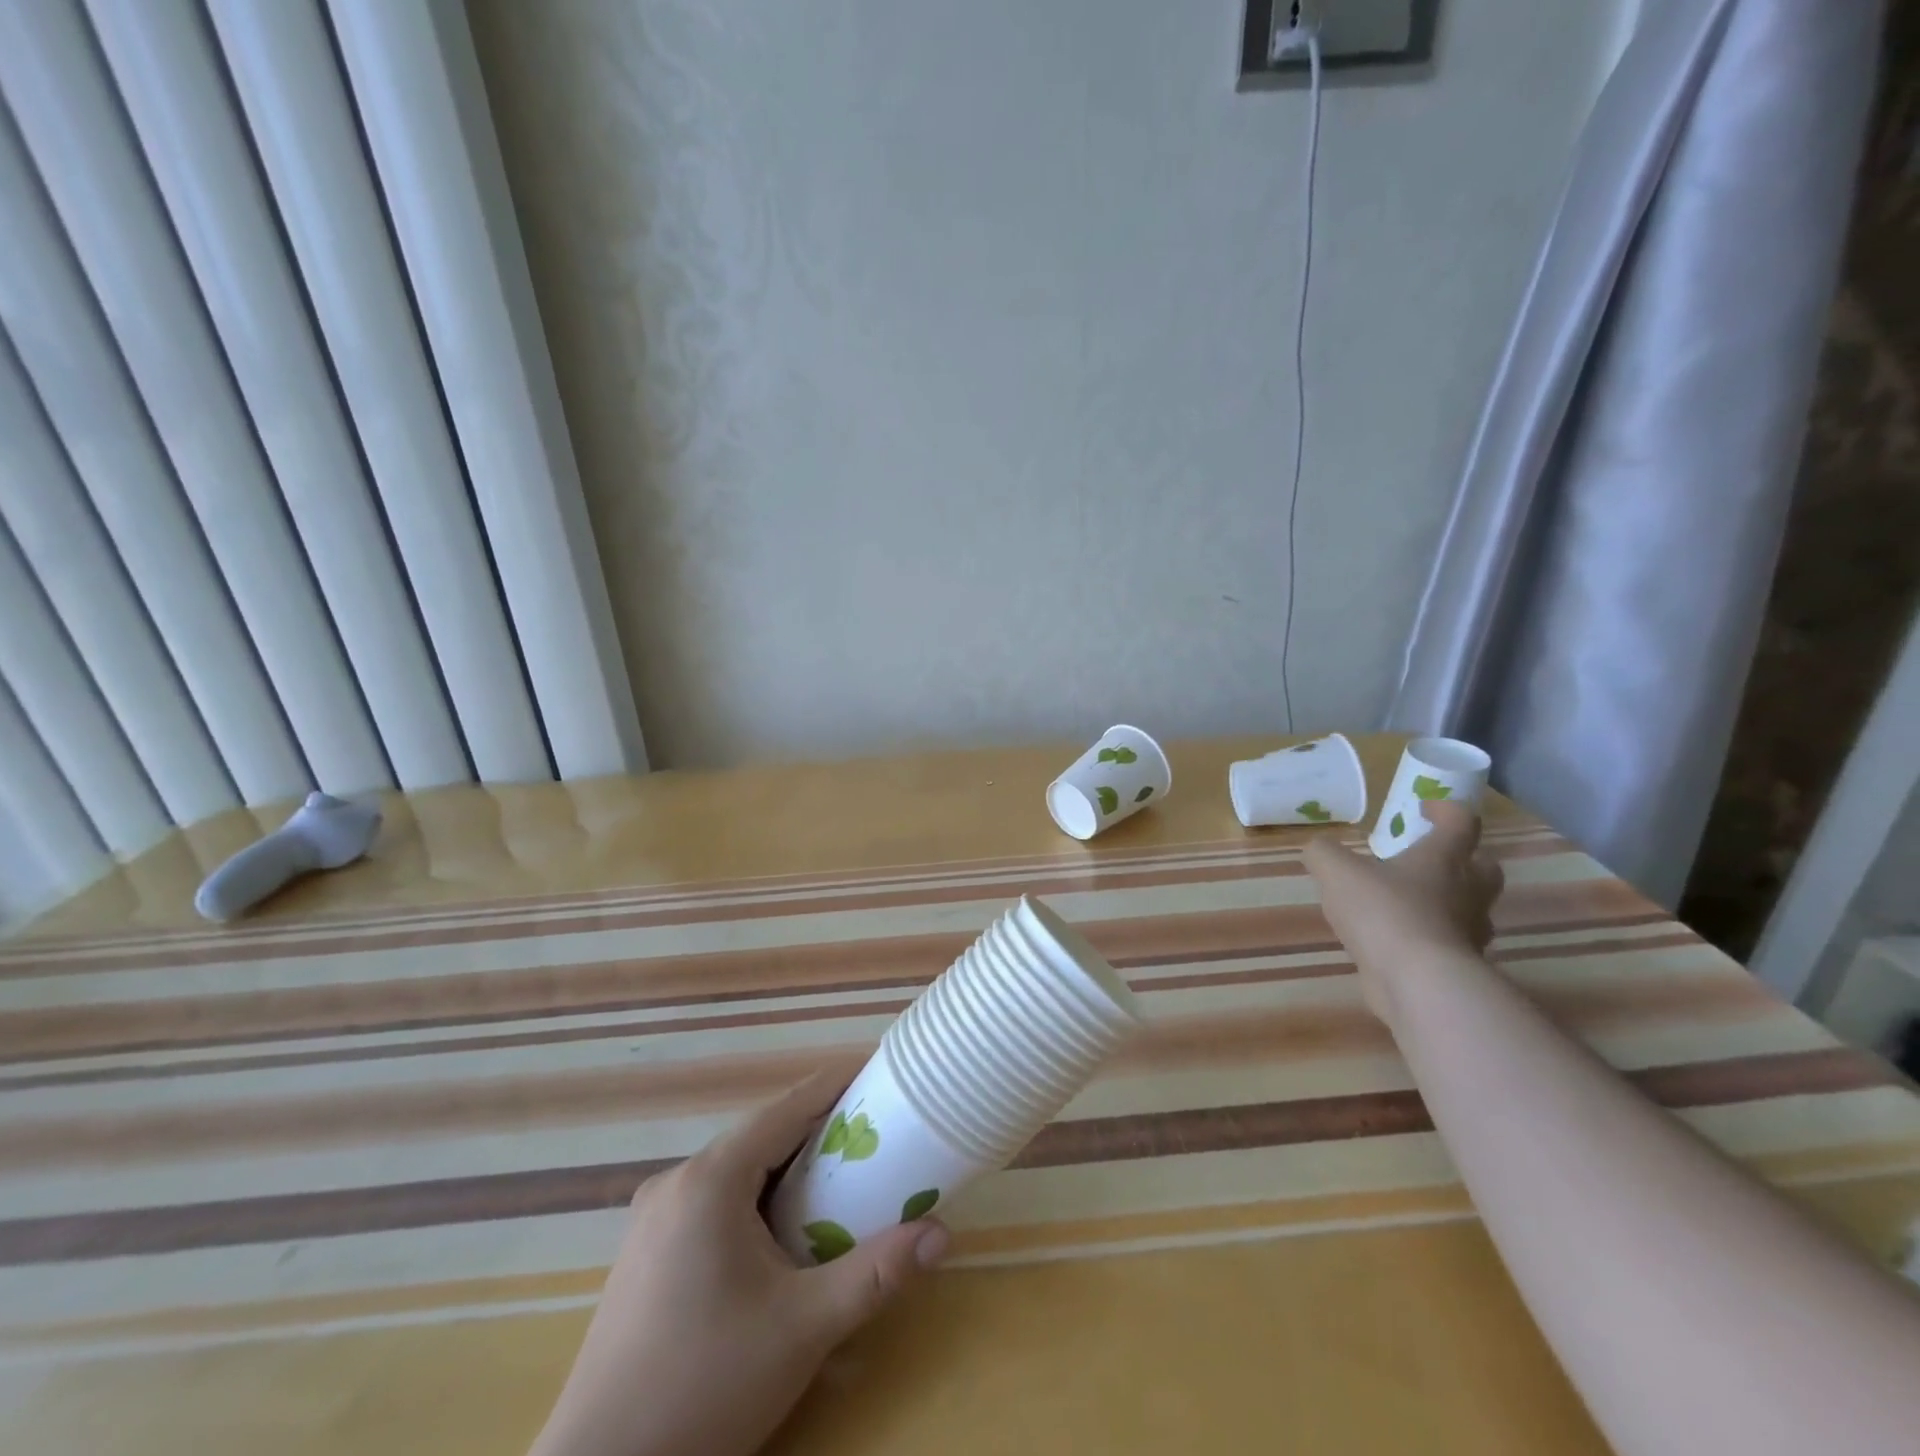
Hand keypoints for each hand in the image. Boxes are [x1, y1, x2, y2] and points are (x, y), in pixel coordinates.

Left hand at [530, 1075, 949, 1455]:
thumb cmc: (707, 1387)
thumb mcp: (804, 1329)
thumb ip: (876, 1273)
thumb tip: (942, 1234)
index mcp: (710, 1179)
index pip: (786, 1107)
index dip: (836, 1084)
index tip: (880, 1071)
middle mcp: (677, 1180)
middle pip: (762, 1133)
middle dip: (819, 1126)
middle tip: (875, 1131)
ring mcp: (655, 1215)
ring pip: (737, 1165)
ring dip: (788, 1162)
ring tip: (841, 1172)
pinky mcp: (647, 1249)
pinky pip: (715, 1196)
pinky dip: (758, 1193)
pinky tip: (784, 1226)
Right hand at [1304, 800, 1504, 1023]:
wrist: (1418, 982)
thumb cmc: (1383, 911)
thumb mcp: (1336, 870)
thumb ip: (1324, 853)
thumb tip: (1319, 849)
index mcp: (1443, 859)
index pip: (1461, 823)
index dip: (1446, 810)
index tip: (1426, 808)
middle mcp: (1466, 892)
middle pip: (1482, 868)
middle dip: (1463, 860)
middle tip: (1428, 860)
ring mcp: (1467, 933)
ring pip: (1468, 910)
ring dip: (1445, 903)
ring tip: (1403, 905)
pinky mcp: (1457, 968)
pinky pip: (1447, 944)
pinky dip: (1426, 939)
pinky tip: (1396, 943)